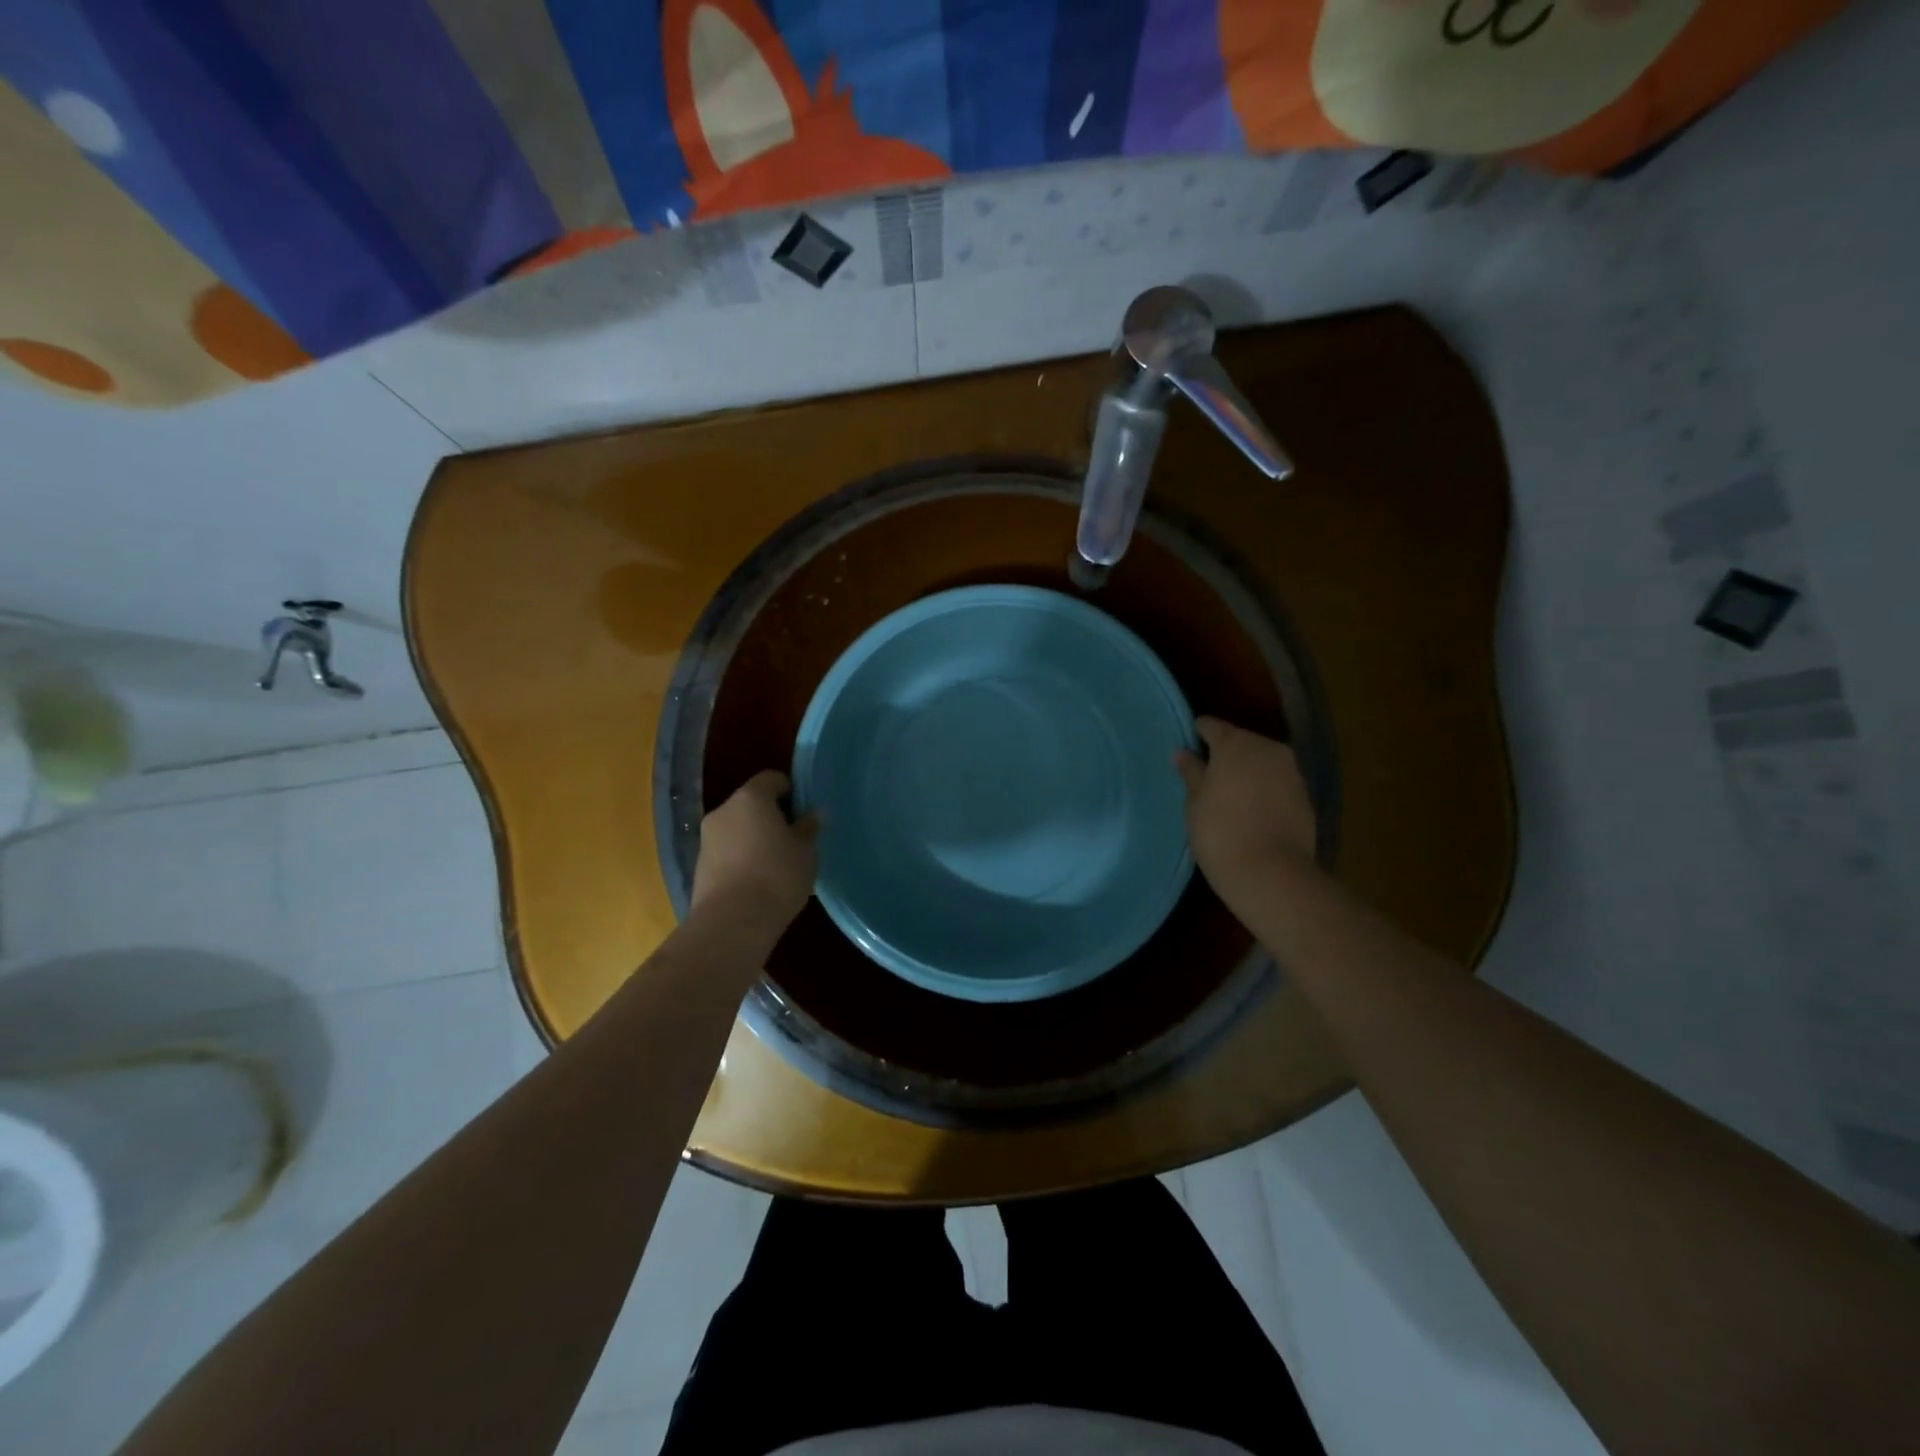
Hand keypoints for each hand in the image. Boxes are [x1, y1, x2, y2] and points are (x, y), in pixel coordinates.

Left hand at [692, 771, 818, 929]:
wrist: (732, 922)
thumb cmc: (777, 876)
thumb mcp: (806, 852)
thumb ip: (808, 829)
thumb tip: (813, 814)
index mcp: (751, 798)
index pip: (771, 778)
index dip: (790, 790)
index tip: (803, 811)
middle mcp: (724, 810)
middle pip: (751, 802)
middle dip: (771, 815)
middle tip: (792, 838)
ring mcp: (706, 838)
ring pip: (737, 827)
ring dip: (754, 837)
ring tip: (775, 863)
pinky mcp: (699, 864)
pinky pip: (726, 850)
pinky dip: (741, 857)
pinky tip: (757, 880)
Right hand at [1175, 717, 1317, 896]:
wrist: (1272, 873)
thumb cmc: (1220, 832)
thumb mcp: (1195, 803)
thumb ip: (1192, 773)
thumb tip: (1183, 753)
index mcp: (1236, 744)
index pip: (1213, 726)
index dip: (1199, 732)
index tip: (1189, 742)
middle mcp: (1268, 749)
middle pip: (1243, 741)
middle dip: (1227, 753)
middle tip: (1208, 773)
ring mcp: (1292, 771)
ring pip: (1263, 762)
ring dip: (1248, 771)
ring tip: (1230, 792)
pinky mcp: (1306, 796)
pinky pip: (1278, 782)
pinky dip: (1265, 789)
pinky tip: (1253, 808)